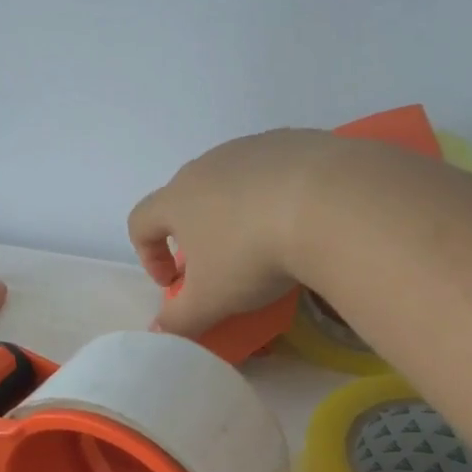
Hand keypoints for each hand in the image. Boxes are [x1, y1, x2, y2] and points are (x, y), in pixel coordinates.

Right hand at [127, 129, 342, 337]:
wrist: (330, 203)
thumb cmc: (252, 255)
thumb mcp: (211, 301)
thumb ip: (179, 319)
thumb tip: (159, 329)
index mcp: (177, 199)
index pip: (141, 222)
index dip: (149, 255)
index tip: (174, 284)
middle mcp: (207, 165)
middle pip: (185, 197)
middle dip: (194, 234)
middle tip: (218, 267)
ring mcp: (251, 148)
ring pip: (230, 182)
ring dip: (234, 212)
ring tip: (263, 242)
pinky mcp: (292, 141)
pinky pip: (272, 170)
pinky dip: (274, 195)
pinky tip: (299, 219)